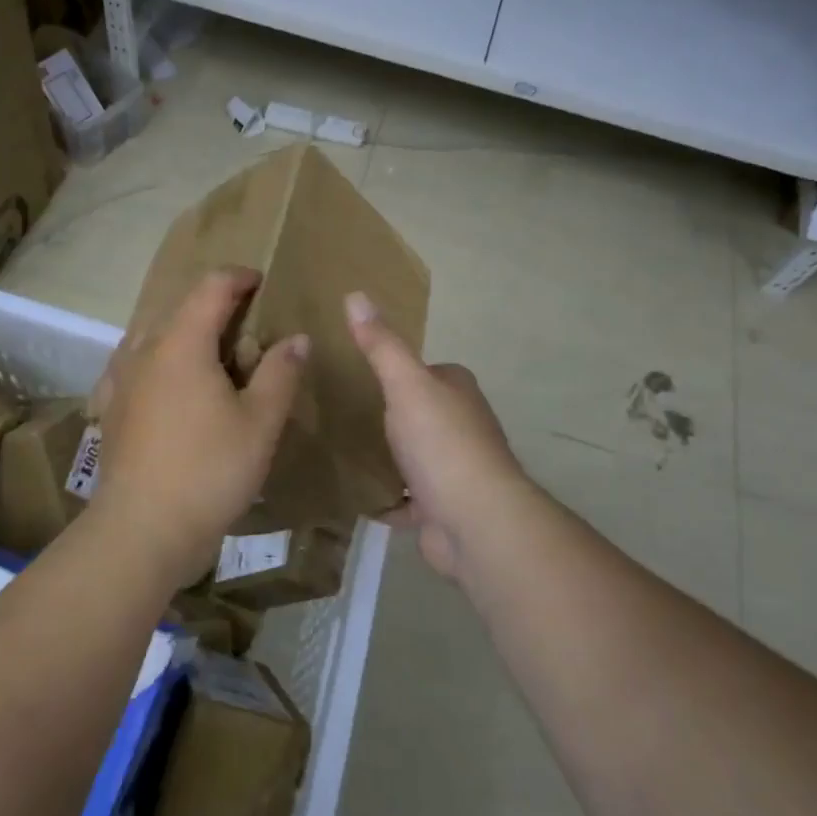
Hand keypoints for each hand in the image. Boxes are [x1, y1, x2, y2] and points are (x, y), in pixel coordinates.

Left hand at [94, 268, 308, 583]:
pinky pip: (135, 366)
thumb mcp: (260, 422)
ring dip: (184, 333)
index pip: (211, 287)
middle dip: (214, 307)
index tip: (262, 283)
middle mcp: (145, 350)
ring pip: (154, 336)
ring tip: (211, 356)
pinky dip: (157, 361)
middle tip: (247, 328)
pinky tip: (166, 384)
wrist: (142, 529)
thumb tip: (296, 338)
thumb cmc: (209, 470)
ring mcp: (121, 379)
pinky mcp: (111, 408)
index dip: (240, 278)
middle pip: (180, 308)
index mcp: (182, 342)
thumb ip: (280, 373)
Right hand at [344, 291, 530, 579]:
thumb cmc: (442, 442)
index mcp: (458, 391)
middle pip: (422, 413)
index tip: (360, 374)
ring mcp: (455, 469)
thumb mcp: (405, 383)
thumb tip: (355, 294)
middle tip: (342, 414)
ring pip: (415, 455)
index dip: (399, 371)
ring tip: (342, 451)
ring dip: (390, 457)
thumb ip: (381, 344)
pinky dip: (388, 498)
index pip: (428, 371)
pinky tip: (356, 496)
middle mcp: (464, 426)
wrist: (475, 521)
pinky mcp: (443, 507)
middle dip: (392, 415)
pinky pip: (408, 498)